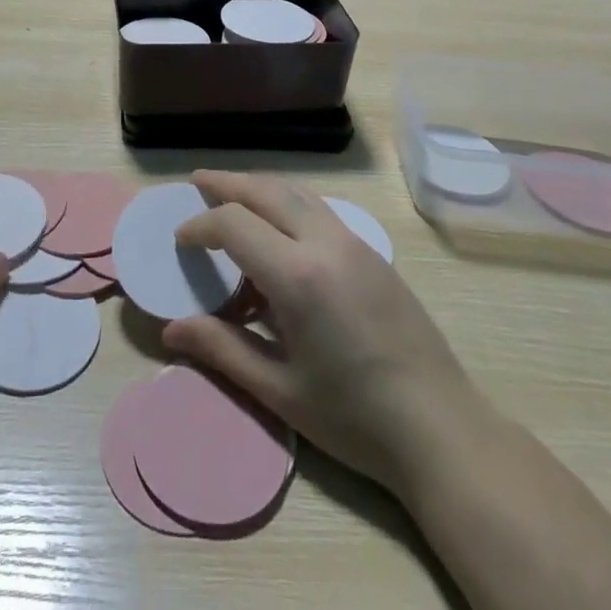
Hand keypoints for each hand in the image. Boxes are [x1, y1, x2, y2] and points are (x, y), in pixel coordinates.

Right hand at [163, 171, 475, 494]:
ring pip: (297, 192)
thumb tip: (170, 330)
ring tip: (233, 193)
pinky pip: (319, 208)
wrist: (441, 428)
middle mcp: (325, 242)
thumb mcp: (280, 390)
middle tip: (197, 181)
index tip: (181, 239)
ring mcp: (353, 242)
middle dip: (227, 183)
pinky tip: (279, 225)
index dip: (200, 225)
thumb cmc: (354, 418)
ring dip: (260, 186)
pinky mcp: (372, 251)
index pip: (234, 223)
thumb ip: (223, 349)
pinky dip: (288, 201)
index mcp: (298, 275)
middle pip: (266, 190)